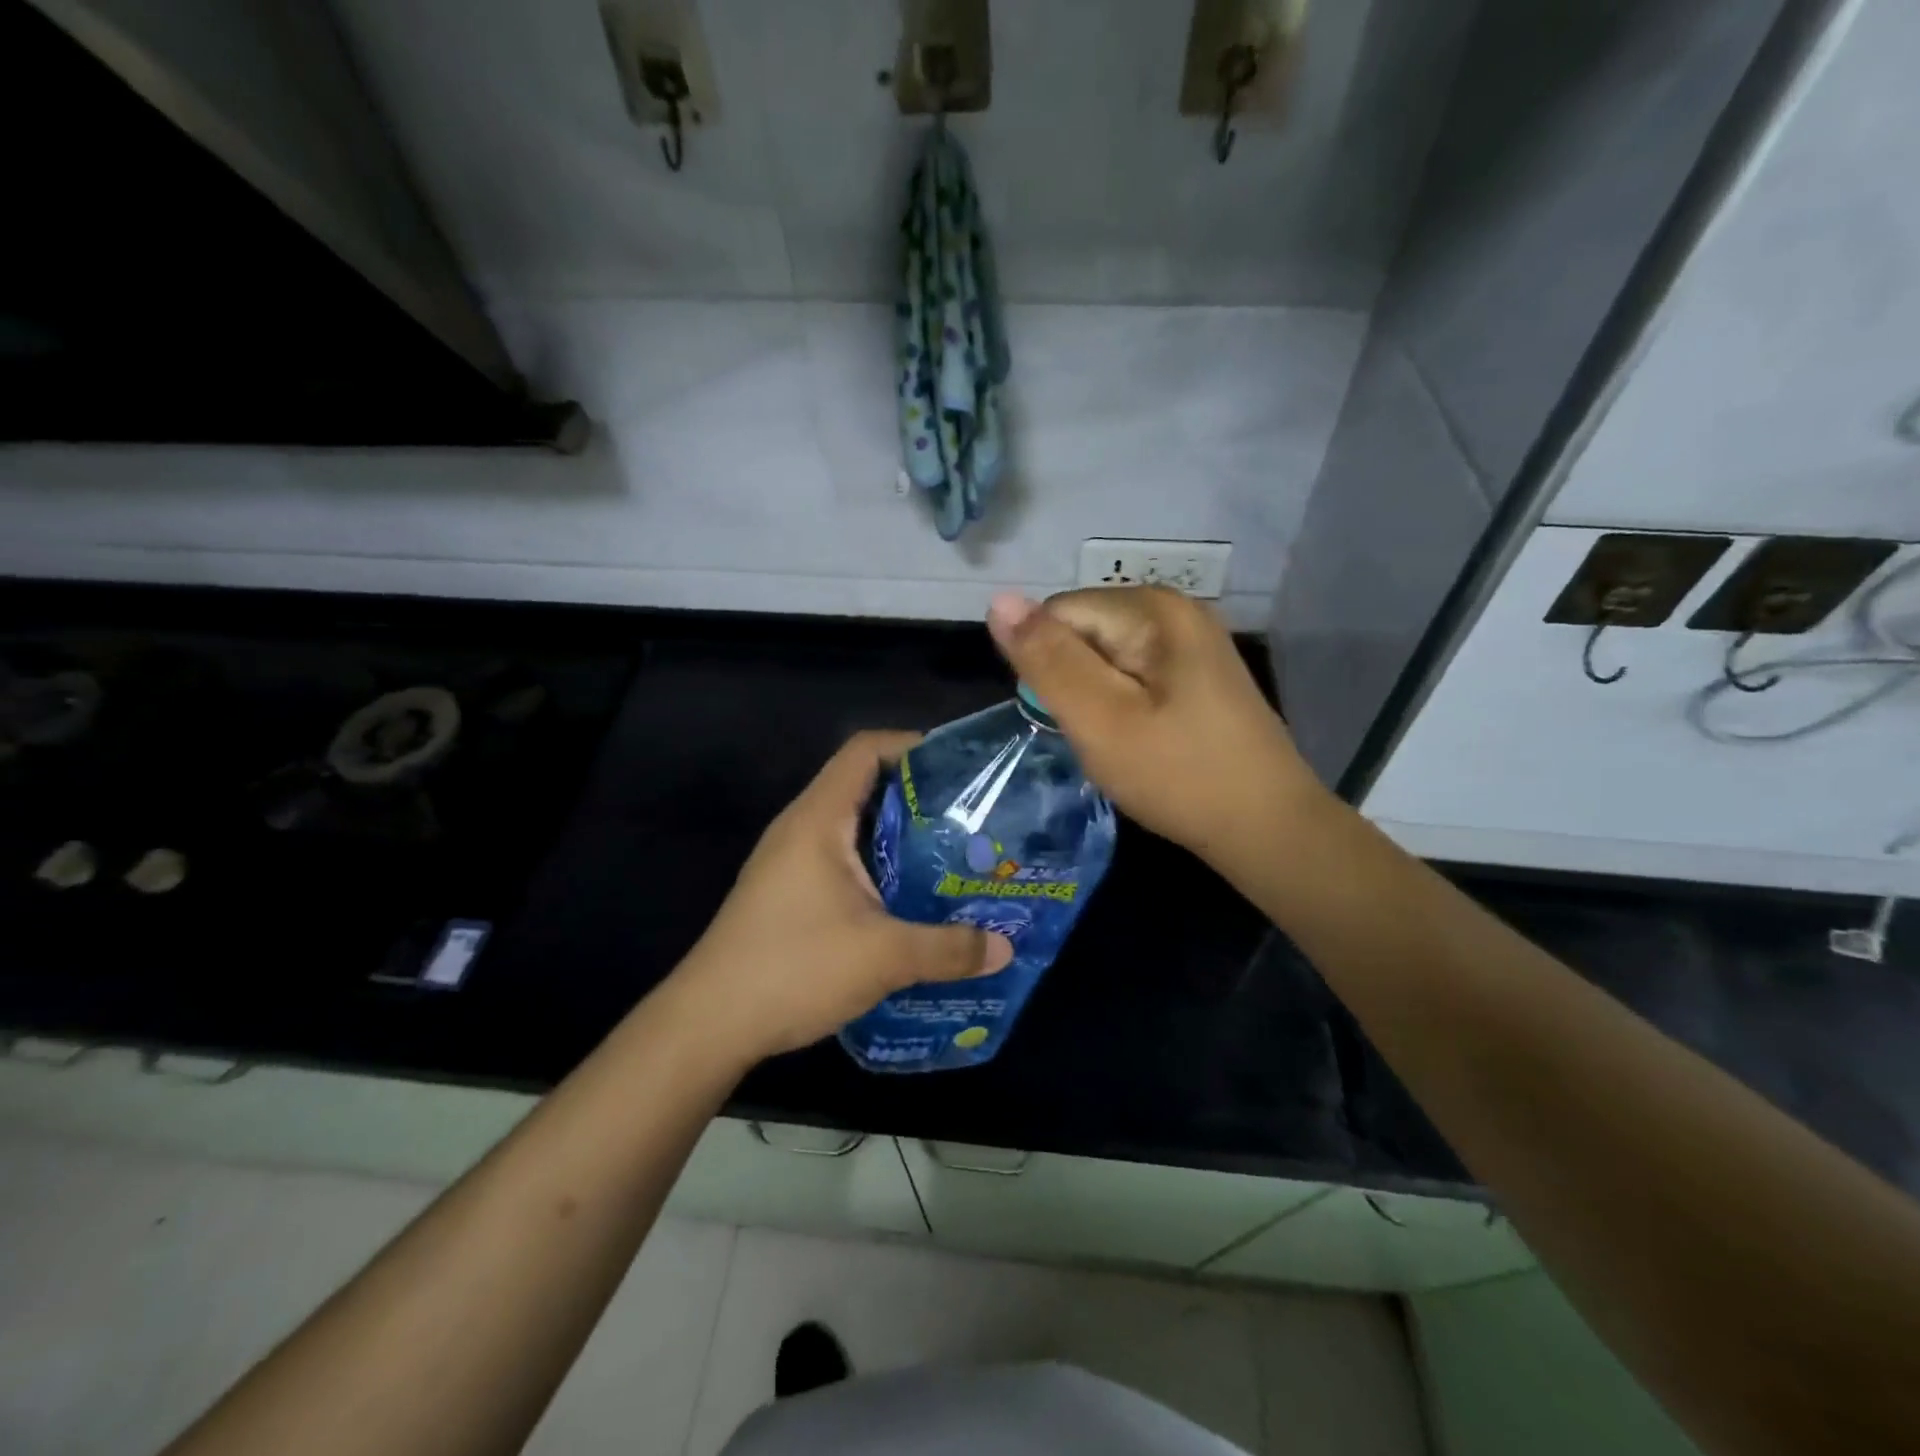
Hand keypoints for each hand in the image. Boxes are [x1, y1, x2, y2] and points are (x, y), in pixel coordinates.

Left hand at [670, 731, 1013, 1062]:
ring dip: (901, 837)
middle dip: (919, 797)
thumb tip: (1004, 947)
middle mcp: (802, 829)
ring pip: (855, 828)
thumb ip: (948, 948)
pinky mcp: (789, 893)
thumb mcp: (883, 956)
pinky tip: (912, 900)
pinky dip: (880, 867)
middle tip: (971, 818)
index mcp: (819, 819)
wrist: (709, 1024)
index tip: (959, 767)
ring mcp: (791, 862)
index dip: (911, 746)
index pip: (865, 750)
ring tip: (952, 856)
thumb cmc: (794, 968)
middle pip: (865, 786)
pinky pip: (844, 861)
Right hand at [987, 587, 1324, 864]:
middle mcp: (1174, 609)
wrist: (1266, 828)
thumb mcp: (1099, 719)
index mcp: (1151, 608)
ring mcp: (1191, 641)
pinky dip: (1123, 707)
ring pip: (1104, 658)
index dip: (1047, 667)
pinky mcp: (1199, 673)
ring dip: (1097, 700)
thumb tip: (998, 600)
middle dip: (1075, 683)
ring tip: (1123, 742)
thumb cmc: (1178, 775)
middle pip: (1083, 632)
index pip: (1056, 614)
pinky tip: (1144, 741)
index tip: (1073, 718)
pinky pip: (1133, 676)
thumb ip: (1047, 660)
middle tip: (1102, 736)